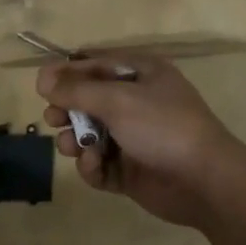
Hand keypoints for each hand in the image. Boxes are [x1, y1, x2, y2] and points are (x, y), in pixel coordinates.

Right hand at [37, 53, 245, 226]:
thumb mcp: (117, 100)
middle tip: (53, 119)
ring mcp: (134, 137)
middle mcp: (137, 101)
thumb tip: (42, 78)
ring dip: (76, 139)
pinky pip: (100, 163)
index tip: (41, 85)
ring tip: (73, 146)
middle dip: (68, 109)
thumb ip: (77, 89)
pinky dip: (92, 166)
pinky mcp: (131, 170)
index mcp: (141, 73)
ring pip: (91, 133)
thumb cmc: (162, 126)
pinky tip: (94, 167)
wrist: (205, 180)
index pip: (95, 64)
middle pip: (89, 99)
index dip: (67, 72)